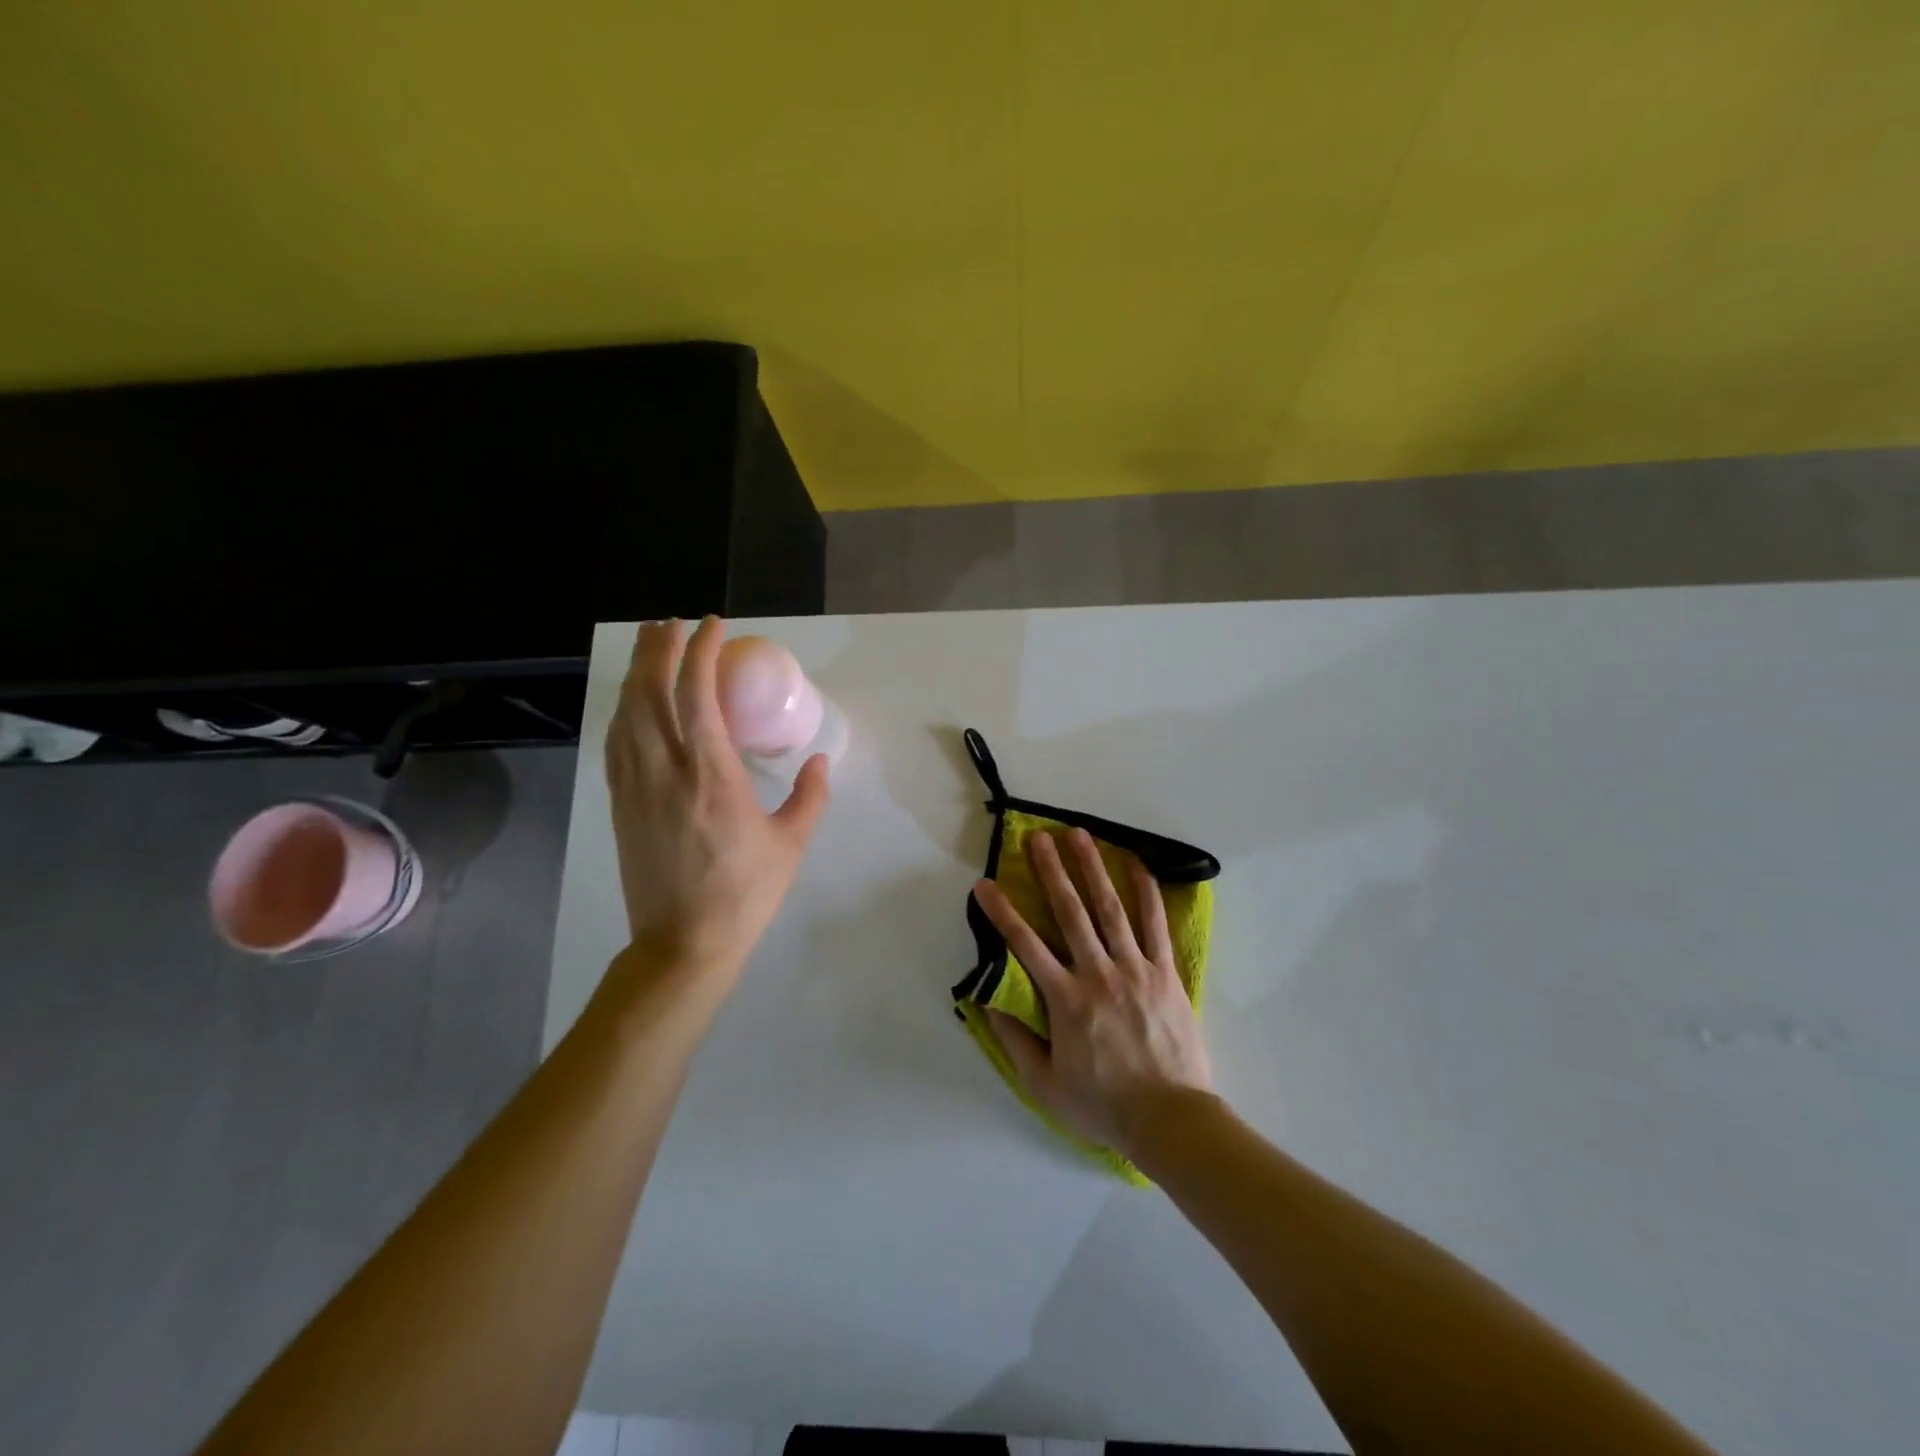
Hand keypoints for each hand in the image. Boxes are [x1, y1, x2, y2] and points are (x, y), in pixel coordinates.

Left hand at [604, 618, 829, 983]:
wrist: (683, 943)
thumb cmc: (745, 893)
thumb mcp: (791, 844)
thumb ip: (810, 796)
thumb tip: (820, 761)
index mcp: (712, 775)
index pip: (697, 694)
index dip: (703, 652)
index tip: (715, 626)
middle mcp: (666, 770)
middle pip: (650, 692)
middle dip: (658, 648)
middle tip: (672, 622)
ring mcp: (636, 787)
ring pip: (626, 713)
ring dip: (637, 673)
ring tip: (649, 646)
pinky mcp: (620, 804)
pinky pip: (616, 743)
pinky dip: (624, 711)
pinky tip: (631, 702)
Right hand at [972, 827, 1214, 1158]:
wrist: (1170, 1119)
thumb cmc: (1103, 1104)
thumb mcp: (1044, 1083)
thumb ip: (1015, 1039)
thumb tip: (988, 1001)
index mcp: (1065, 999)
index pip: (1025, 945)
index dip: (1002, 912)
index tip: (985, 884)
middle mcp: (1098, 974)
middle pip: (1070, 912)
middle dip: (1051, 871)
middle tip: (1038, 837)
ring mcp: (1135, 969)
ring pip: (1110, 908)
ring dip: (1092, 868)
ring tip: (1079, 835)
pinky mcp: (1165, 973)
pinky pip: (1155, 925)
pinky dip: (1146, 892)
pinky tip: (1137, 864)